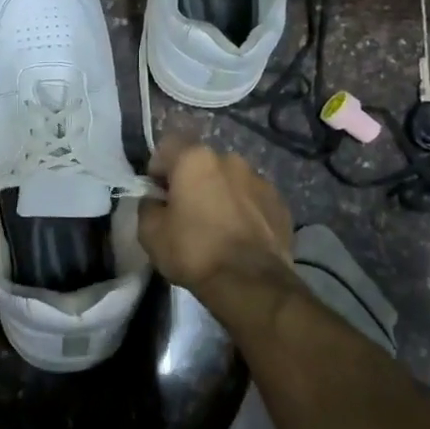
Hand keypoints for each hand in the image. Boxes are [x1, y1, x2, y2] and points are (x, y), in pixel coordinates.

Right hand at [137, 139, 292, 292]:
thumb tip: (156, 201)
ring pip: (230, 180)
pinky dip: (244, 210)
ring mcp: (260, 180)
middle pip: (201, 163)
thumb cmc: (194, 251)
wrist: (251, 282)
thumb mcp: (150, 232)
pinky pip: (253, 199)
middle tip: (185, 213)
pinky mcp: (280, 203)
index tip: (158, 195)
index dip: (157, 168)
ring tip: (217, 227)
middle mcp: (230, 159)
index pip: (167, 146)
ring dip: (220, 194)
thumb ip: (148, 206)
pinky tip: (240, 237)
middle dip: (192, 181)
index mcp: (195, 159)